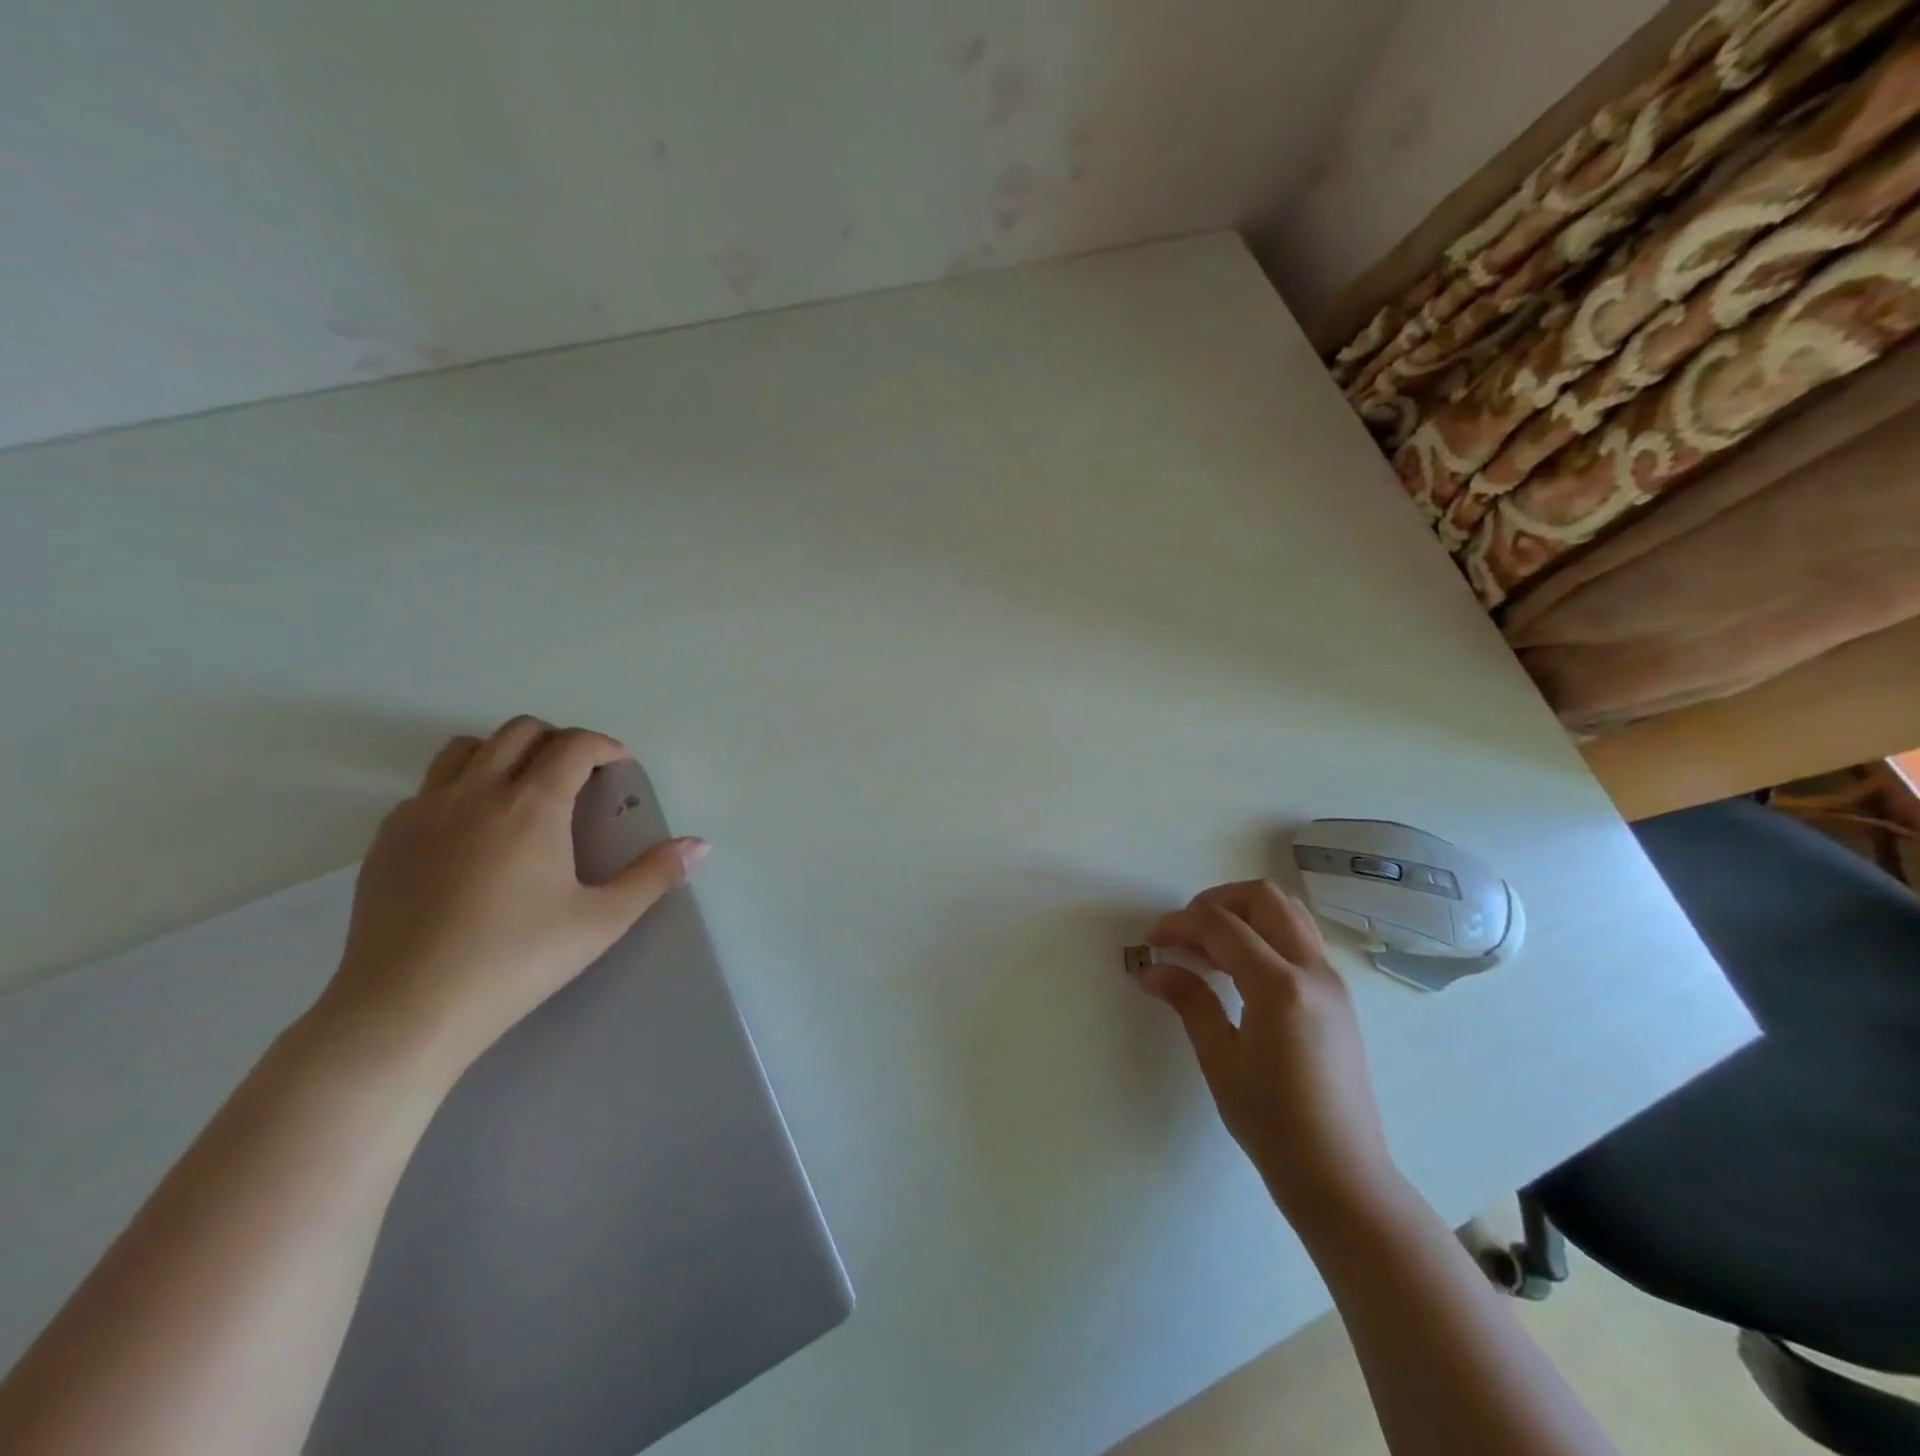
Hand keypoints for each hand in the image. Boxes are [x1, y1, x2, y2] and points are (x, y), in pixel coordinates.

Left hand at [315, 716, 707, 1076]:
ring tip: (523, 789)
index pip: (574, 744)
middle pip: (520, 731)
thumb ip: (653, 876)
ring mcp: (422, 811)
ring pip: (465, 748)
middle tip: (579, 775)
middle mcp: (475, 792)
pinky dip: (460, 787)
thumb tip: (699, 845)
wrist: (406, 1010)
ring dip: (503, 752)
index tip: (620, 765)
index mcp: (531, 804)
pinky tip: (471, 832)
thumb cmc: (515, 961)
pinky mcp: (386, 839)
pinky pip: (428, 787)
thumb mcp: (601, 922)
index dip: (605, 745)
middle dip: (558, 740)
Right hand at [1137, 881, 1399, 1225]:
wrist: (1342, 1177)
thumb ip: (1189, 1001)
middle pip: (1264, 898)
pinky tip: (1239, 970)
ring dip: (1243, 913)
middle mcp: (1313, 971)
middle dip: (1216, 901)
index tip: (1151, 940)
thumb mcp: (1219, 1059)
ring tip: (1209, 948)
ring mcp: (1332, 982)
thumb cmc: (1273, 1124)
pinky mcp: (1337, 997)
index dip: (1179, 923)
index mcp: (1280, 987)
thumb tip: (1152, 969)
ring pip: (1288, 912)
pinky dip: (1264, 934)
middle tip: (1184, 931)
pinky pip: (1300, 939)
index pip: (1221, 925)